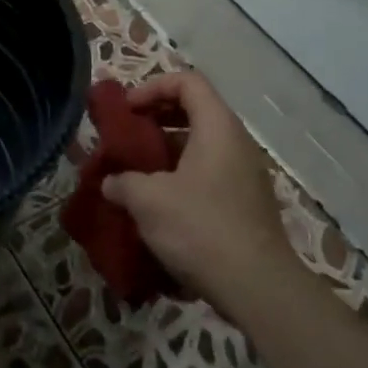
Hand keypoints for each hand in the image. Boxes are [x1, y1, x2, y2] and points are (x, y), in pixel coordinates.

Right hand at [102, 72, 294, 320]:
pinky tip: (158, 207)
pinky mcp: (245, 205)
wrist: (256, 286)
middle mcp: (237, 143)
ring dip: (166, 154)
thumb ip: (123, 182)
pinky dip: (181, 178)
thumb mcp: (148, 200)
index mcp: (218, 127)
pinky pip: (209, 176)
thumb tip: (111, 183)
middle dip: (156, 120)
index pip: (188, 82)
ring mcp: (245, 175)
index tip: (126, 110)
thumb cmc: (200, 228)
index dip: (153, 87)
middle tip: (127, 138)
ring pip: (201, 147)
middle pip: (195, 111)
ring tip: (135, 174)